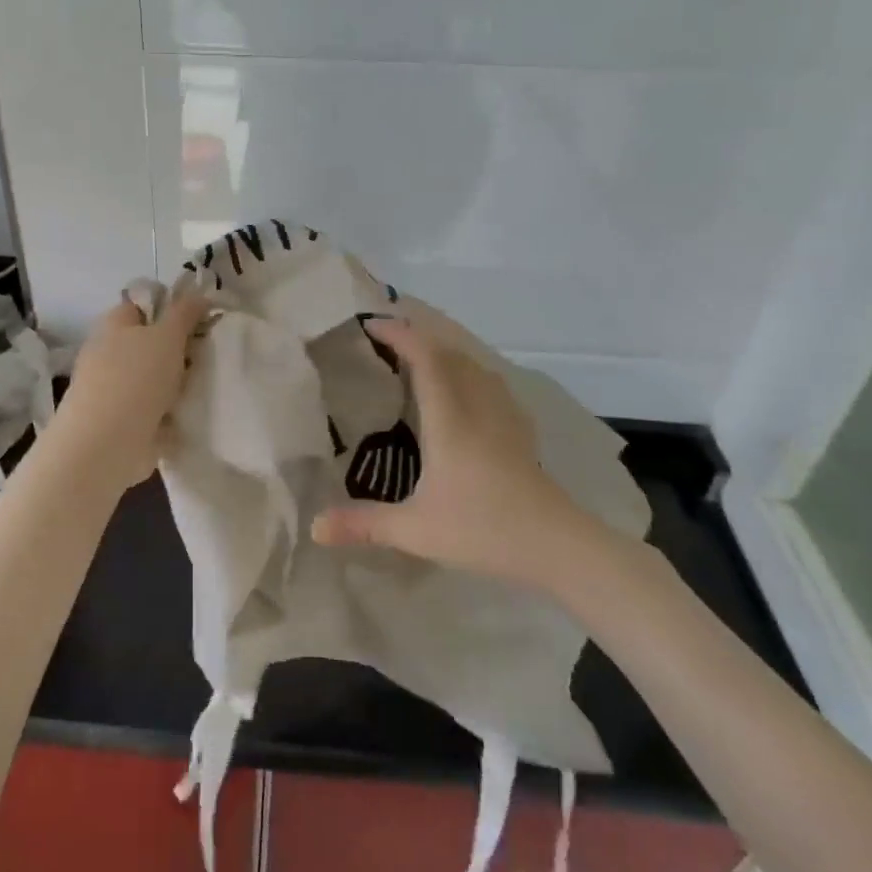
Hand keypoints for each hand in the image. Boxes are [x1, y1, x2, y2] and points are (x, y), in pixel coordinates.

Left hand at [56, 292, 209, 489]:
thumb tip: (199, 293)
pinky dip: (169, 412)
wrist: (106, 443)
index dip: (169, 308)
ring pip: (153, 377)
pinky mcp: (122, 421)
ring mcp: (113, 389)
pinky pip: (153, 408)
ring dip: (175, 383)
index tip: (199, 320)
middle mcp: (109, 353)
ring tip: (204, 385)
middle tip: (206, 354)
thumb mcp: (167, 336)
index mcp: (114, 325)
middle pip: (150, 343)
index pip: (141, 305)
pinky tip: (190, 414)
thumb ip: (185, 313)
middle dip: (177, 349)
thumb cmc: (136, 378)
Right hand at [312, 317, 611, 588]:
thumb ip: (363, 525)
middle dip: (418, 338)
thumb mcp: (415, 530)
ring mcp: (505, 416)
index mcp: (449, 419)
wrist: (557, 545)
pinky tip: (464, 394)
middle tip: (386, 342)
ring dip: (445, 353)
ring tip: (419, 362)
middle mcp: (478, 406)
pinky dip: (468, 372)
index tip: (371, 326)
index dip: (400, 334)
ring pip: (474, 365)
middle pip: (451, 353)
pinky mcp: (521, 431)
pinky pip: (491, 383)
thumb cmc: (483, 529)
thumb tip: (314, 527)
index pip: (426, 357)